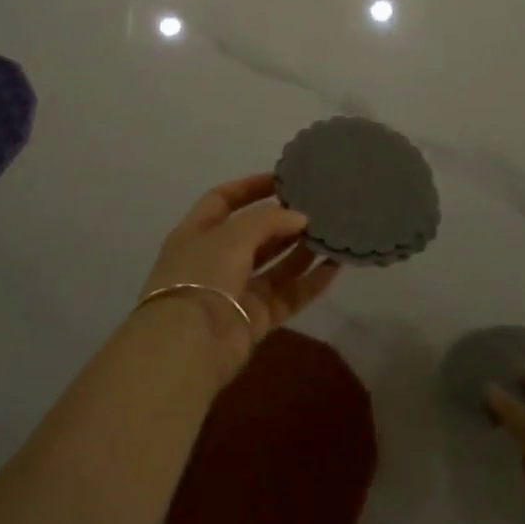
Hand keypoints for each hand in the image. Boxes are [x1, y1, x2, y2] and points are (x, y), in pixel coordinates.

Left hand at [139, 173, 337, 381]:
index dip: (250, 187)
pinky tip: (335, 266)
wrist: (189, 344)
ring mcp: (236, 290)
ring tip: (332, 232)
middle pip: (254, 233)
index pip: (223, 199)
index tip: (283, 179)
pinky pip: (288, 295)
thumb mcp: (233, 234)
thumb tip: (301, 218)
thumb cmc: (203, 275)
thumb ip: (270, 220)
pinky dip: (310, 282)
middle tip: (317, 207)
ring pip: (275, 265)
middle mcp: (215, 259)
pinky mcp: (256, 318)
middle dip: (284, 221)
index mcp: (197, 233)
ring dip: (301, 249)